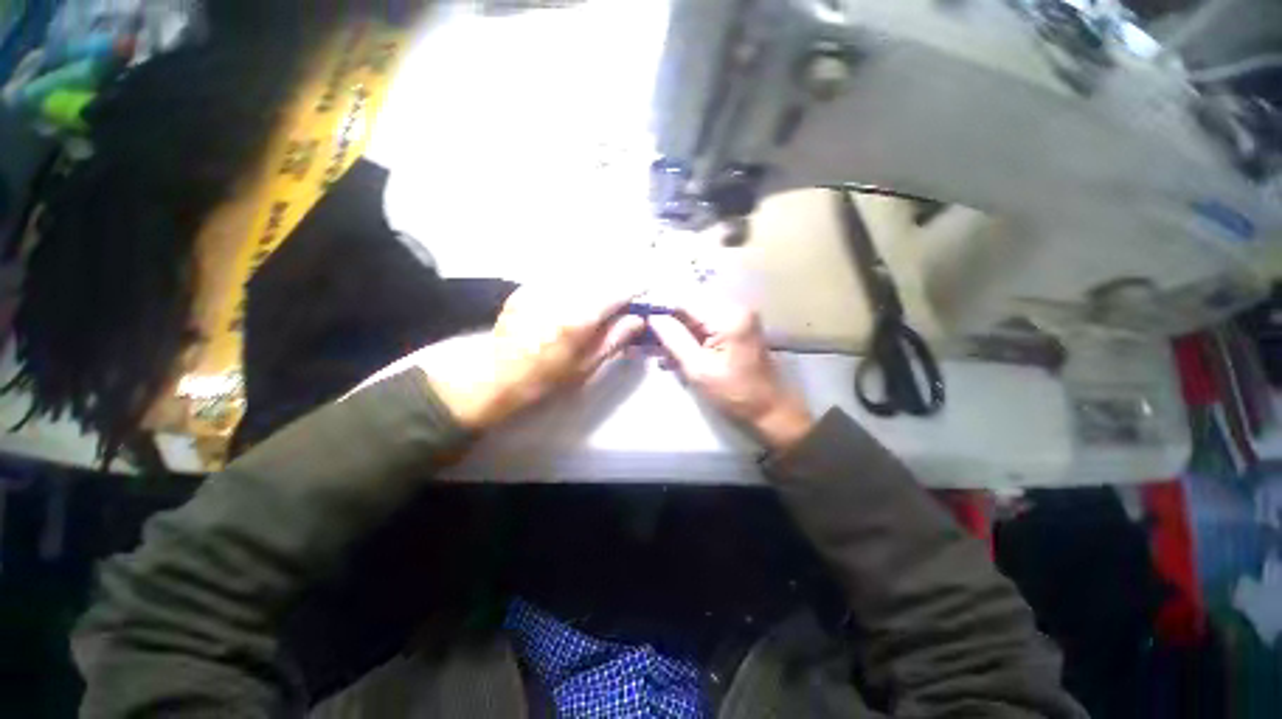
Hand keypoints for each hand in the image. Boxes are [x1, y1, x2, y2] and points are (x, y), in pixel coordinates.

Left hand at [425, 286, 644, 429]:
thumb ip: (615, 339)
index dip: (635, 286)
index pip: (616, 291)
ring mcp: (539, 289)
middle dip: (616, 279)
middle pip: (599, 275)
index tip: (645, 287)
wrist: (496, 378)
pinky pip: (557, 276)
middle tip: (623, 292)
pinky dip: (572, 281)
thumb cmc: (547, 379)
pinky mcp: (525, 288)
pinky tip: (572, 295)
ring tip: (599, 293)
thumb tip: (638, 319)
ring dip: (595, 278)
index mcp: (579, 319)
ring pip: (578, 271)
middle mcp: (561, 296)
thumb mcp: (587, 366)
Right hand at [649, 297, 813, 451]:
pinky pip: (704, 325)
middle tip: (645, 339)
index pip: (684, 299)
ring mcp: (737, 317)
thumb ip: (674, 339)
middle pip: (689, 305)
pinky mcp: (736, 327)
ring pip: (694, 316)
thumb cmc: (734, 394)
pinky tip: (674, 355)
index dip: (659, 307)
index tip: (639, 320)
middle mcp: (734, 307)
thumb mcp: (698, 369)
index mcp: (728, 316)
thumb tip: (652, 316)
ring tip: (658, 351)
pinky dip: (688, 338)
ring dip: (675, 332)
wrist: (770, 410)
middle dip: (666, 321)